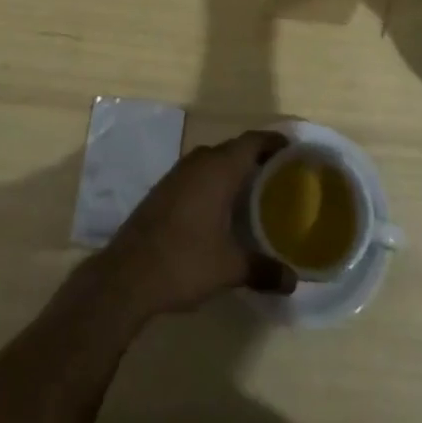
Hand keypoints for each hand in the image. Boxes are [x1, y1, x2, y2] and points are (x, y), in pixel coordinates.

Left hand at [102, 131, 297, 317]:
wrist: (128, 274)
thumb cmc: (184, 261)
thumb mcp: (229, 268)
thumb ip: (263, 269)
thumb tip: (293, 280)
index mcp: (218, 169)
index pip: (252, 141)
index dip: (273, 142)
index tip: (293, 151)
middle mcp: (199, 162)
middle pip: (234, 148)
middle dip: (256, 157)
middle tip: (280, 175)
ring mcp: (178, 173)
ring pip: (213, 160)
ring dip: (233, 169)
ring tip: (255, 190)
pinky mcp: (164, 189)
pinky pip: (198, 173)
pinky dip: (214, 181)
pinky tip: (221, 207)